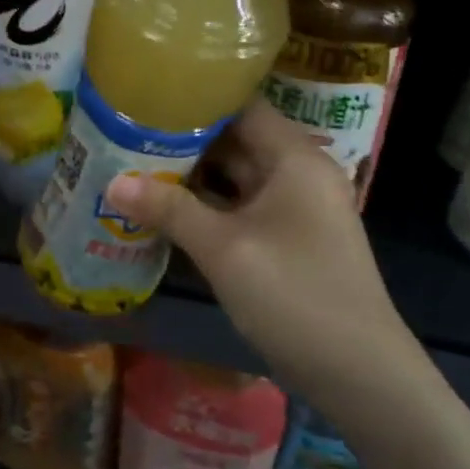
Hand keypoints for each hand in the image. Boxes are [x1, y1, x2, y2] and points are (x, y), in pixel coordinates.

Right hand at [104, 100, 434, 416]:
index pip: (240, 105)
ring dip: (186, 174)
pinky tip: (158, 206)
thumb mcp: (224, 249)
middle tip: (123, 128)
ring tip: (129, 160)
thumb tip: (110, 183)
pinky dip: (200, 205)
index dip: (194, 96)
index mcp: (294, 158)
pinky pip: (235, 208)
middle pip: (232, 140)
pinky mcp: (282, 240)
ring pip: (231, 176)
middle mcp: (295, 174)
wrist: (359, 374)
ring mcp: (290, 209)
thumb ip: (167, 209)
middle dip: (180, 137)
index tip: (143, 93)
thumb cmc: (295, 294)